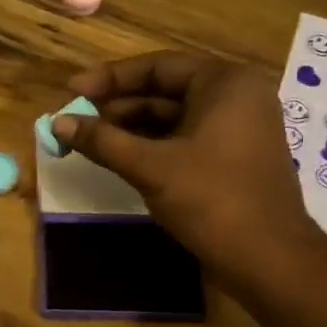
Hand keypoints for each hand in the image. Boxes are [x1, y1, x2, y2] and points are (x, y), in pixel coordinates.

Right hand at [50, 52, 320, 288]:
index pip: (158, 67)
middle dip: (117, 107)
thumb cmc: (212, 200)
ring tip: (90, 142)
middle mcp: (236, 98)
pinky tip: (119, 160)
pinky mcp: (231, 161)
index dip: (110, 79)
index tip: (72, 91)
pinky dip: (151, 148)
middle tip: (75, 121)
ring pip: (172, 120)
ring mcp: (236, 131)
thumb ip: (103, 141)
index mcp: (225, 84)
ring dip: (130, 130)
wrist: (267, 260)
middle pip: (164, 92)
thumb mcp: (150, 166)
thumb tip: (58, 122)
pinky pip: (183, 142)